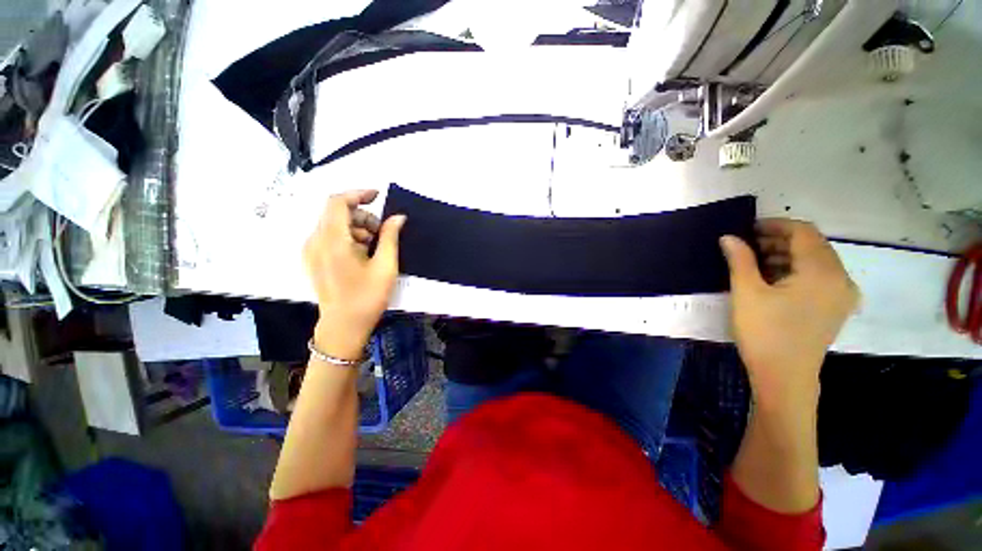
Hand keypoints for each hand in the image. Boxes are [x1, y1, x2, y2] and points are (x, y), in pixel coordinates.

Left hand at [303, 190, 405, 360]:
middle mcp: (315, 241)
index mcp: (333, 241)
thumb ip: (391, 237)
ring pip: (334, 224)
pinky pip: (329, 236)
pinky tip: (362, 254)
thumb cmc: (367, 297)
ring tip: (374, 247)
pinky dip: (348, 237)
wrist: (344, 326)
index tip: (378, 196)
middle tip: (382, 233)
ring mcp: (311, 251)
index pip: (338, 202)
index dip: (358, 194)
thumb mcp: (385, 266)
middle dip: (362, 216)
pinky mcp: (312, 259)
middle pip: (336, 212)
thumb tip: (398, 217)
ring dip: (356, 227)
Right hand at [720, 220, 858, 412]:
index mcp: (822, 272)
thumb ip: (740, 260)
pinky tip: (773, 279)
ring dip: (787, 255)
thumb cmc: (765, 333)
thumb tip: (728, 237)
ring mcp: (842, 295)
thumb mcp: (747, 293)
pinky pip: (820, 277)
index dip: (775, 225)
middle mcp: (841, 278)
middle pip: (813, 245)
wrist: (785, 377)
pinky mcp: (836, 307)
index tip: (748, 228)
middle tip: (747, 245)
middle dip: (779, 240)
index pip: (804, 232)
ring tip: (756, 262)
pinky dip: (797, 270)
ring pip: (816, 261)